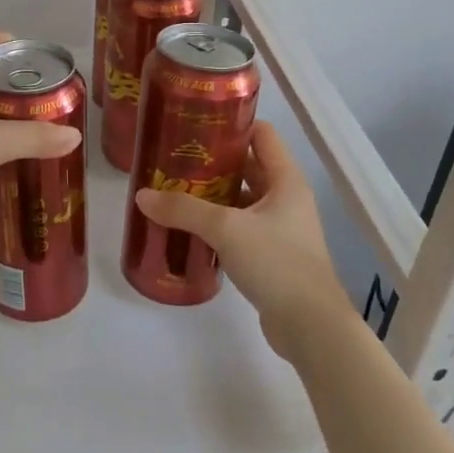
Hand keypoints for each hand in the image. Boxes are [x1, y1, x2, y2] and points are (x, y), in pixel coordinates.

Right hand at [134, 122, 354, 362]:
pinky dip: (218, 226)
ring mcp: (281, 229)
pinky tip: (189, 230)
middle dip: (213, 164)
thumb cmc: (276, 263)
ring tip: (174, 193)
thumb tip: (142, 196)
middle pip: (248, 167)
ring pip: (242, 201)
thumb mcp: (226, 229)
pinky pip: (241, 229)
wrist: (311, 327)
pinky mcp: (272, 256)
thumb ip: (184, 210)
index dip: (232, 125)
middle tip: (174, 161)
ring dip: (213, 197)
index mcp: (286, 179)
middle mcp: (286, 198)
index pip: (262, 134)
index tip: (196, 125)